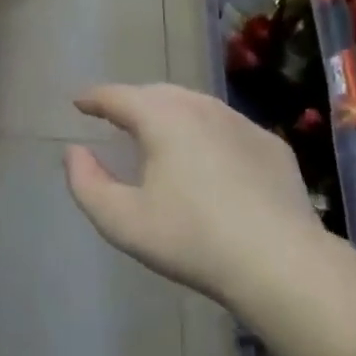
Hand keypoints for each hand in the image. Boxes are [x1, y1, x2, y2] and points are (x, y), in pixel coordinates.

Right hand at [63, 83, 320, 305]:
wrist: (280, 261)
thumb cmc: (192, 239)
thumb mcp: (122, 221)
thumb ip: (87, 183)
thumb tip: (75, 152)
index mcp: (163, 118)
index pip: (118, 96)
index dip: (94, 98)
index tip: (79, 102)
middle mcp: (202, 108)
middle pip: (158, 93)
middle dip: (132, 101)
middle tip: (115, 117)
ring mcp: (242, 123)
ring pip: (196, 105)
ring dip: (169, 112)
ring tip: (157, 132)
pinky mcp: (271, 145)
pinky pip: (226, 127)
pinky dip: (205, 132)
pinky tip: (206, 157)